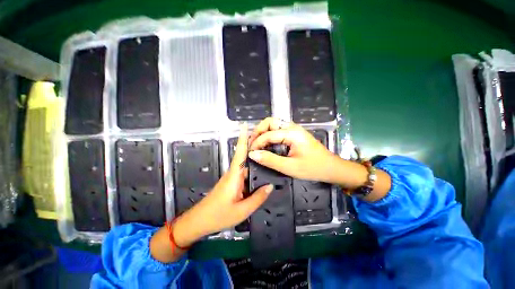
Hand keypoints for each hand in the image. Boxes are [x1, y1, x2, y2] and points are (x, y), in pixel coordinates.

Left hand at [173, 123, 272, 245]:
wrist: (199, 221)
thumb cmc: (218, 215)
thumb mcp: (242, 210)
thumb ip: (257, 198)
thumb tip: (270, 186)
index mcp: (234, 176)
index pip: (240, 153)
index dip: (243, 139)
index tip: (246, 126)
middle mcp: (233, 173)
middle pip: (245, 156)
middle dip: (255, 146)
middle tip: (269, 140)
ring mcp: (232, 178)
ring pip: (246, 165)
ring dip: (255, 158)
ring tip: (268, 153)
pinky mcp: (232, 183)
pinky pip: (244, 173)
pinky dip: (253, 169)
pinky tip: (261, 172)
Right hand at [248, 117, 337, 181]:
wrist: (331, 168)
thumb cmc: (313, 168)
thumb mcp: (290, 167)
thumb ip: (270, 160)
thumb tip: (252, 154)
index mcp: (292, 133)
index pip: (268, 134)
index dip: (256, 143)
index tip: (250, 152)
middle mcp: (292, 127)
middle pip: (270, 122)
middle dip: (258, 131)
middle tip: (252, 144)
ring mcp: (294, 129)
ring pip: (273, 124)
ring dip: (263, 132)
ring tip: (256, 144)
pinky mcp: (294, 133)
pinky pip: (278, 130)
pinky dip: (269, 135)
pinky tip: (266, 144)